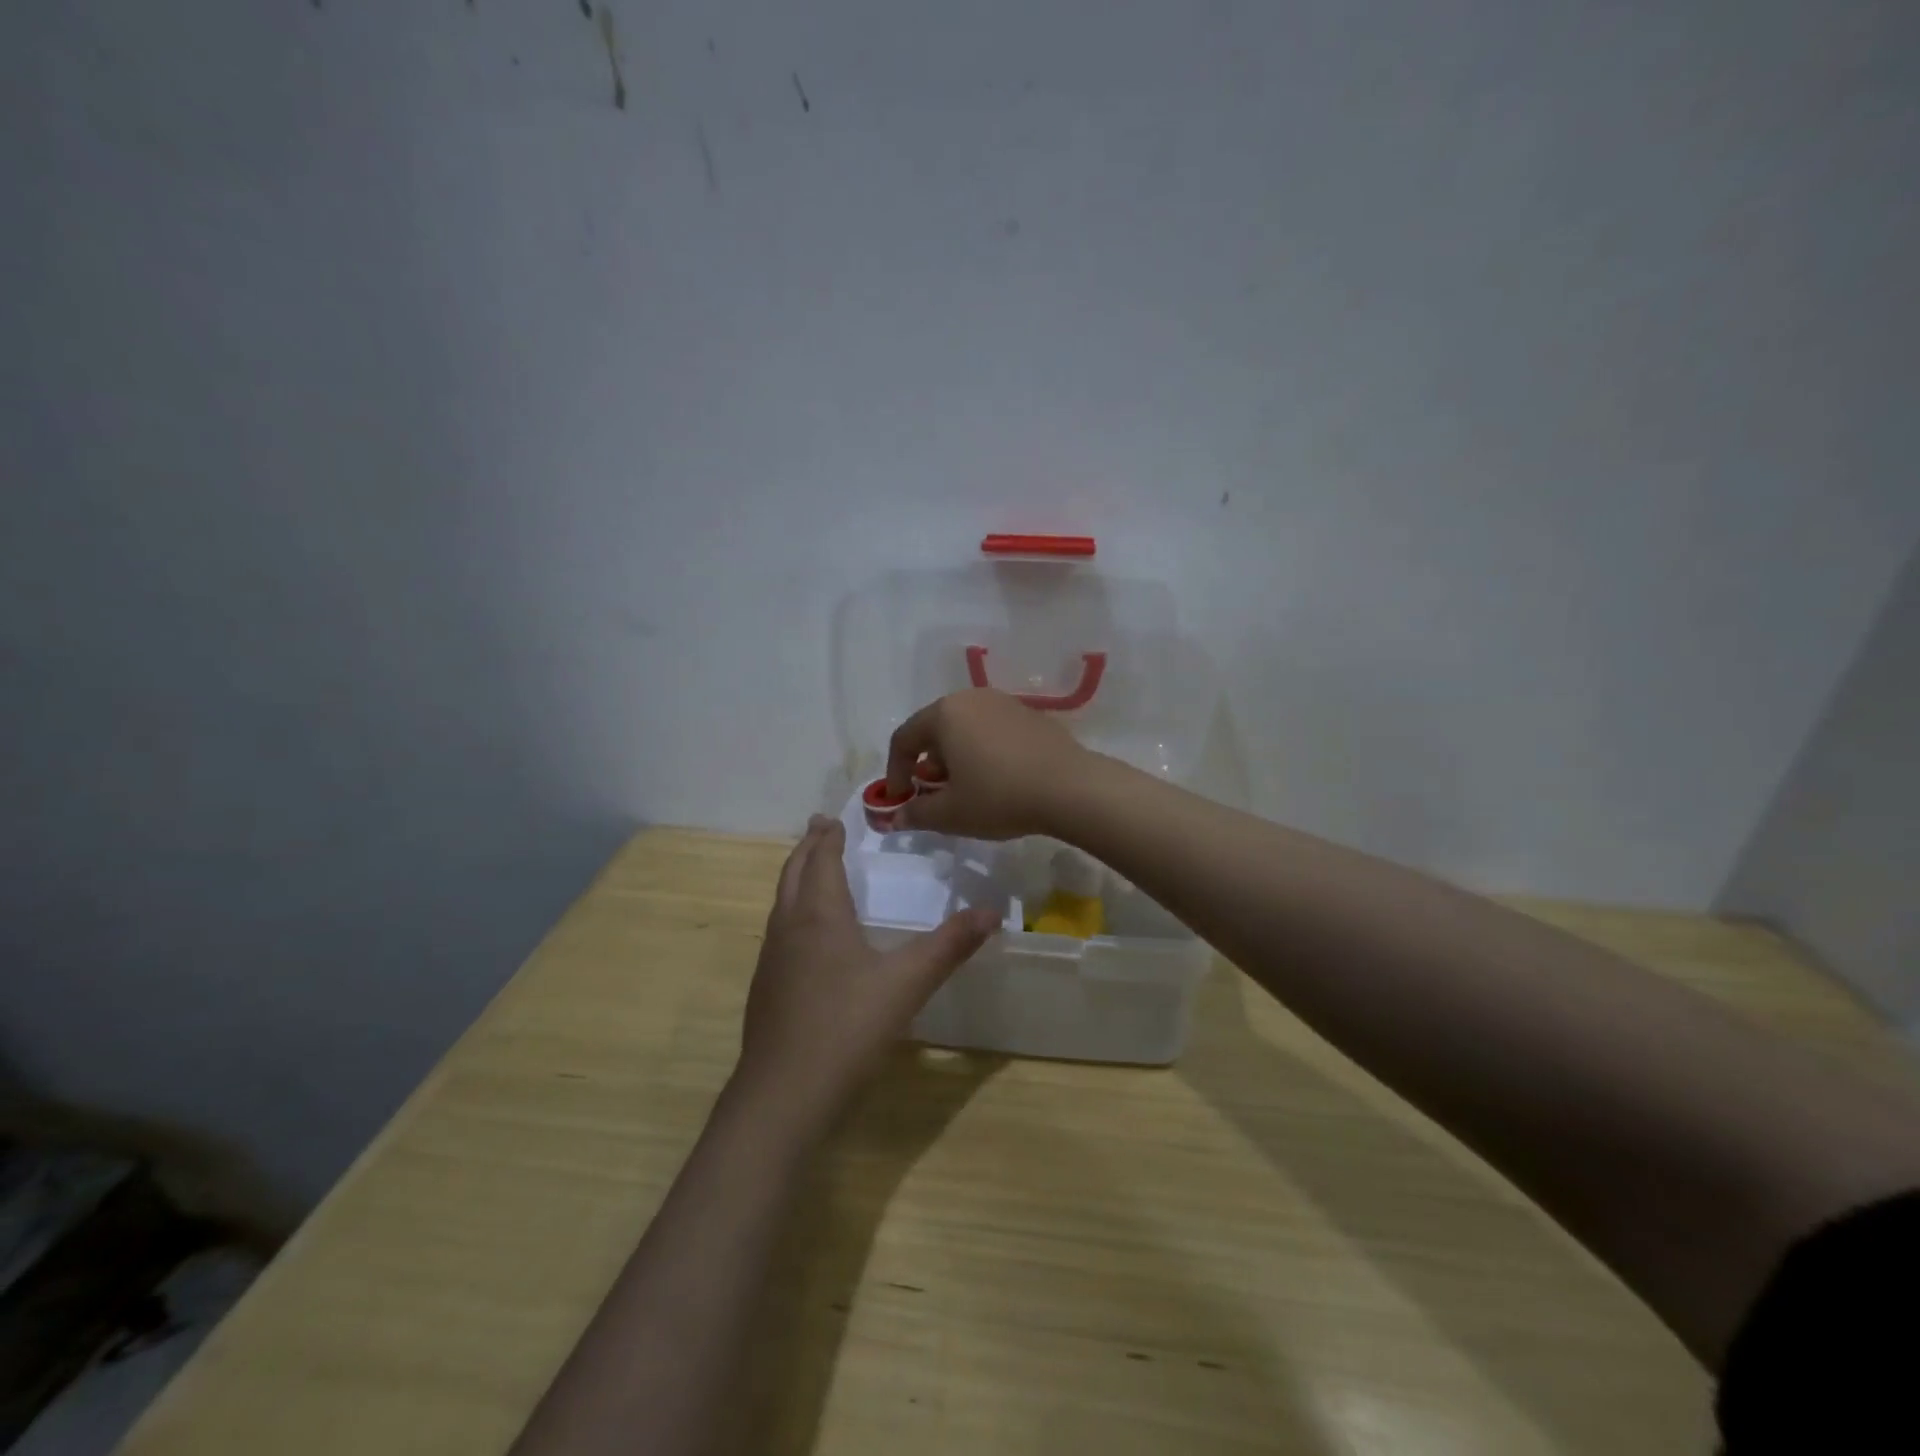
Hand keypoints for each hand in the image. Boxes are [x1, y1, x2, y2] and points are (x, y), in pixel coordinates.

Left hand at [736, 815, 996, 1131]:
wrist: (782, 1096)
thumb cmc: (847, 1029)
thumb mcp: (908, 984)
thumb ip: (950, 946)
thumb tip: (992, 912)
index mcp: (819, 915)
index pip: (821, 861)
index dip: (828, 838)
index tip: (832, 819)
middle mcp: (789, 928)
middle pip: (792, 874)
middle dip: (807, 849)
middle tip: (819, 830)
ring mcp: (771, 960)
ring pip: (781, 903)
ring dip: (796, 878)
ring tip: (812, 872)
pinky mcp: (765, 990)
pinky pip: (779, 932)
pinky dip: (792, 911)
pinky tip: (807, 938)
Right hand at [884, 688, 1092, 839]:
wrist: (1070, 788)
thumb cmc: (999, 796)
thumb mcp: (950, 814)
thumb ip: (916, 813)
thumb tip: (896, 817)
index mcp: (944, 714)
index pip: (904, 739)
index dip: (895, 772)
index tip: (901, 801)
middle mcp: (971, 698)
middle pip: (935, 729)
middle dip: (926, 765)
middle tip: (933, 795)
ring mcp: (1003, 703)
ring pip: (964, 729)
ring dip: (955, 758)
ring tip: (965, 789)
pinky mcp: (1029, 715)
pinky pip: (992, 731)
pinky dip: (982, 752)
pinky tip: (997, 780)